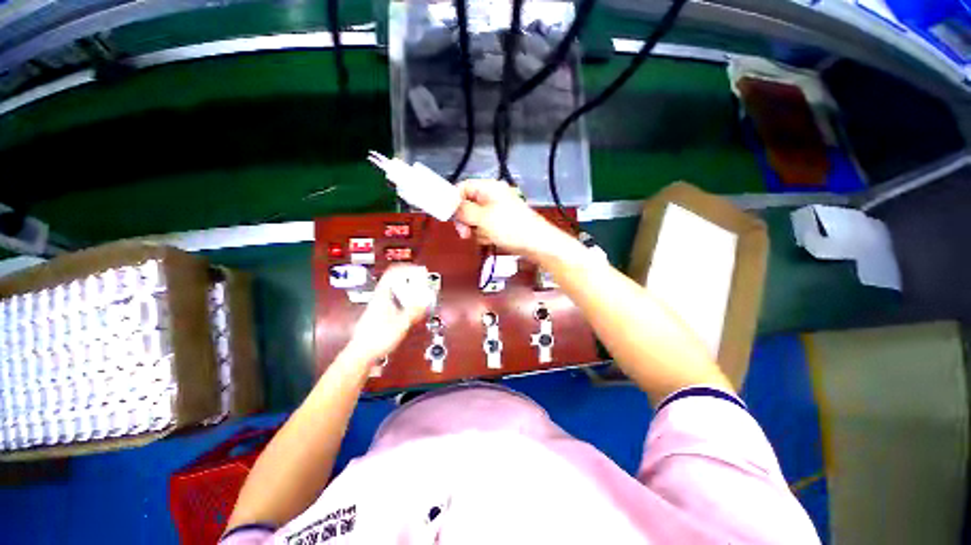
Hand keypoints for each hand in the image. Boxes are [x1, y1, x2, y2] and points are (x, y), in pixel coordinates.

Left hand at [345, 265, 430, 361]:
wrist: (361, 354)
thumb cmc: (378, 338)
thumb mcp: (400, 324)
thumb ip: (414, 311)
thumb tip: (426, 301)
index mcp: (382, 295)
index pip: (392, 273)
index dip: (406, 268)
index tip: (419, 271)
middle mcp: (380, 298)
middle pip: (395, 281)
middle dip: (411, 280)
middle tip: (424, 284)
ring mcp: (379, 306)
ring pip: (396, 291)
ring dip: (409, 290)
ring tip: (421, 295)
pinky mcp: (380, 315)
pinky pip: (395, 301)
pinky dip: (406, 300)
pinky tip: (413, 309)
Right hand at [454, 179, 567, 260]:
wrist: (537, 244)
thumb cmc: (511, 228)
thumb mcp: (483, 218)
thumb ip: (464, 211)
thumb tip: (450, 206)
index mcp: (489, 188)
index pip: (463, 187)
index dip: (453, 201)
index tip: (448, 217)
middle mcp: (492, 197)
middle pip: (467, 204)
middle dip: (464, 219)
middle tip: (464, 233)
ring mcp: (497, 210)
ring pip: (475, 218)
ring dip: (475, 229)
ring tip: (483, 237)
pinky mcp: (501, 223)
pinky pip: (484, 227)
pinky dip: (484, 234)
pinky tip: (490, 240)